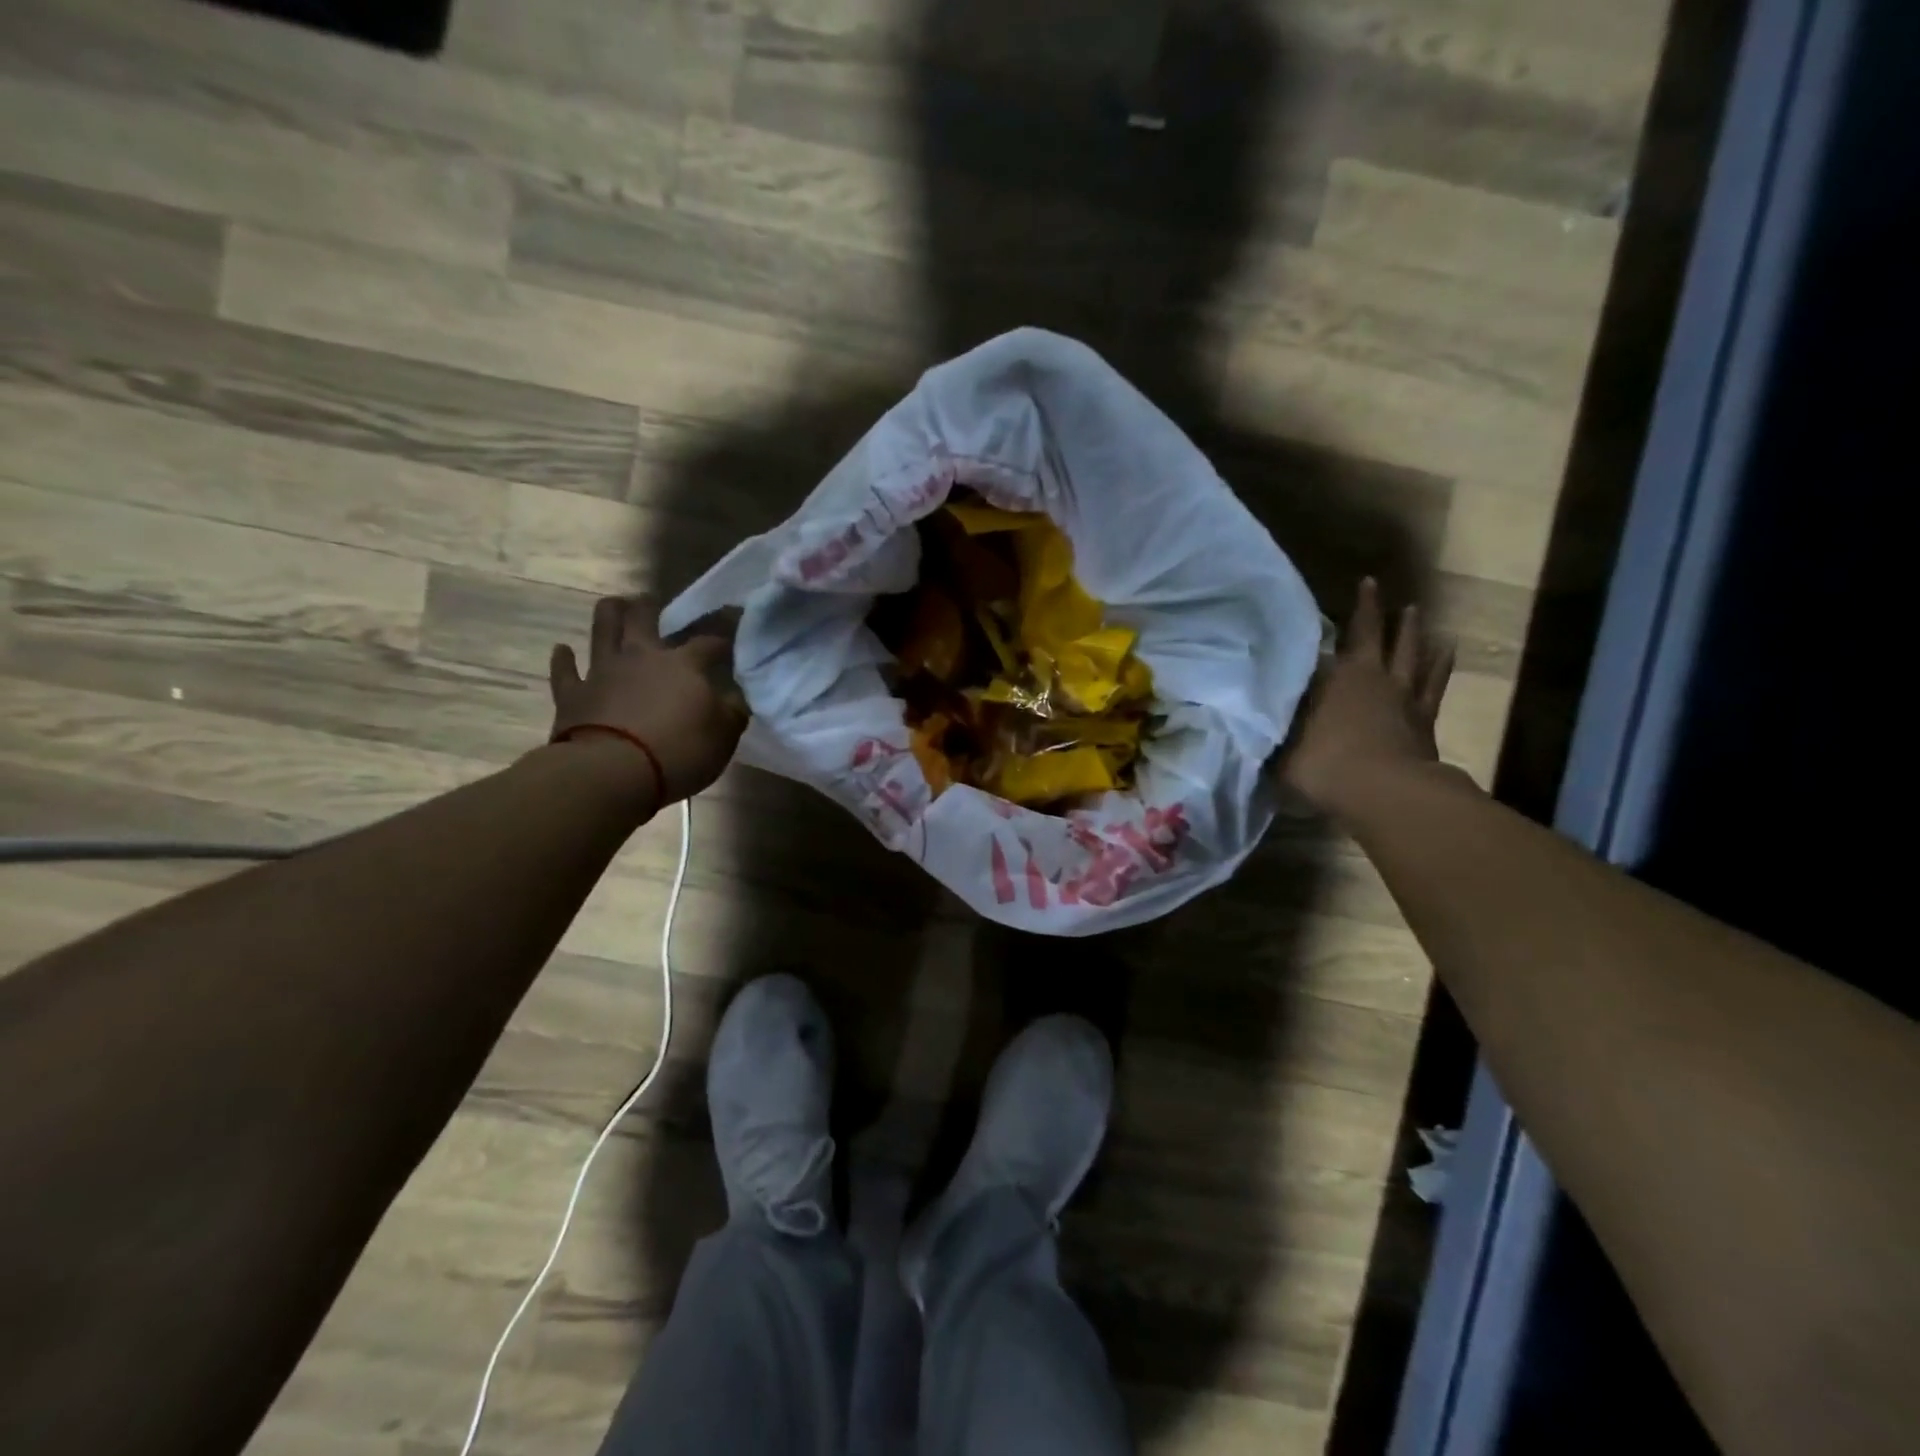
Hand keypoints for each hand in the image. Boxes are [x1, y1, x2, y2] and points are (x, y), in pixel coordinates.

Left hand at [549, 596, 748, 805]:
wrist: (611, 773)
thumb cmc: (678, 752)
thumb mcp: (723, 737)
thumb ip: (731, 712)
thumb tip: (736, 697)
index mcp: (683, 664)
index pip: (709, 643)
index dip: (722, 638)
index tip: (732, 635)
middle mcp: (641, 657)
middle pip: (643, 618)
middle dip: (650, 607)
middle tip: (653, 602)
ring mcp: (603, 672)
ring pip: (603, 630)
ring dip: (609, 615)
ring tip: (614, 605)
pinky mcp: (572, 695)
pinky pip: (565, 672)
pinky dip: (564, 660)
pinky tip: (563, 650)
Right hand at [1283, 578, 1454, 816]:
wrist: (1385, 794)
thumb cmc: (1325, 765)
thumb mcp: (1283, 750)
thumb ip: (1274, 732)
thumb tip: (1254, 720)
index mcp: (1338, 678)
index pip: (1336, 638)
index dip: (1341, 615)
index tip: (1351, 588)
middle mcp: (1372, 678)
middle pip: (1378, 636)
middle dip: (1374, 611)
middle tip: (1375, 586)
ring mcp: (1404, 698)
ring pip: (1411, 654)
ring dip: (1412, 632)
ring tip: (1415, 612)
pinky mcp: (1426, 721)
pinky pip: (1435, 684)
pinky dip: (1440, 665)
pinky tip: (1446, 650)